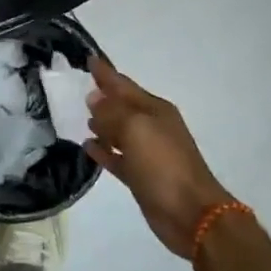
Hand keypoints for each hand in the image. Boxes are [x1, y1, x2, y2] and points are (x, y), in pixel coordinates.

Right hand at [85, 59, 230, 258]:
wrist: (191, 213)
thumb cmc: (164, 164)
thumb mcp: (136, 129)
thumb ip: (112, 111)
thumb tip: (94, 98)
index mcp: (154, 110)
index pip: (124, 85)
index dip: (106, 73)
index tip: (88, 58)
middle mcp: (151, 127)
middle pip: (121, 106)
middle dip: (102, 97)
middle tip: (80, 87)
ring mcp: (147, 153)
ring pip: (118, 131)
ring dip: (101, 123)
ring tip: (81, 116)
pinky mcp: (140, 176)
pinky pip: (117, 157)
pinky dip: (103, 151)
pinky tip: (87, 146)